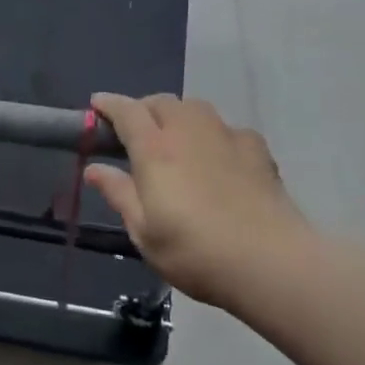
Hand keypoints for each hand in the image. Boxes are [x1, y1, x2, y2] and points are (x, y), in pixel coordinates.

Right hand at [84, 94, 314, 309]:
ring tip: (174, 139)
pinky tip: (217, 156)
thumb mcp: (143, 231)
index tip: (96, 104)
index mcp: (155, 149)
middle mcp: (189, 131)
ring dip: (177, 115)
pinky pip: (226, 129)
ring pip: (195, 108)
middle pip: (162, 102)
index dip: (109, 104)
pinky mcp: (257, 149)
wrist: (270, 262)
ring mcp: (226, 136)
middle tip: (134, 131)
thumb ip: (118, 193)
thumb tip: (94, 169)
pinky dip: (213, 134)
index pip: (127, 111)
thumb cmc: (194, 251)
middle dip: (143, 108)